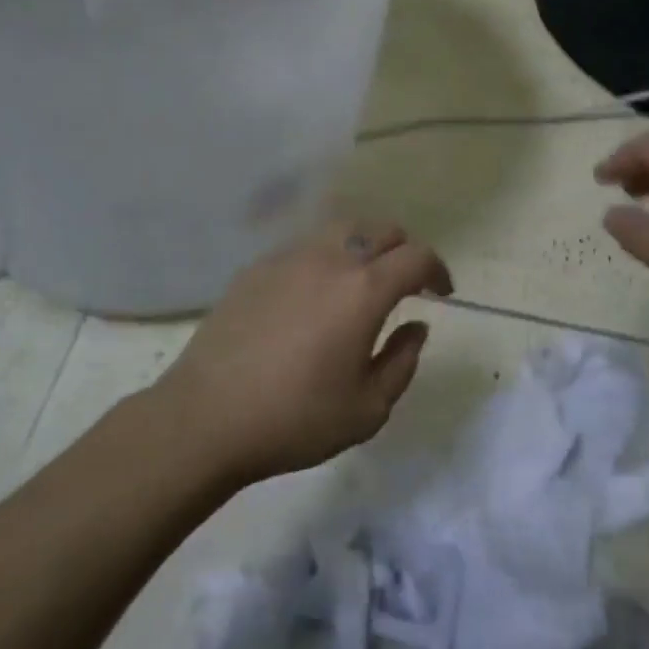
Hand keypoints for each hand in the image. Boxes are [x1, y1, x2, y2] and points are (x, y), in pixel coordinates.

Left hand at [155, 218, 452, 485]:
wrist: (206, 418)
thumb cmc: (295, 419)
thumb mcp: (368, 409)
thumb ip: (403, 362)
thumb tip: (416, 327)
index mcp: (364, 290)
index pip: (416, 256)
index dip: (438, 269)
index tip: (442, 291)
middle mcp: (330, 259)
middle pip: (381, 229)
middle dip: (404, 250)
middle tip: (406, 283)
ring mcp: (288, 258)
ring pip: (341, 229)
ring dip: (365, 247)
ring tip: (362, 281)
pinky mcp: (256, 268)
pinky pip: (305, 247)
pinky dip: (326, 258)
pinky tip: (314, 294)